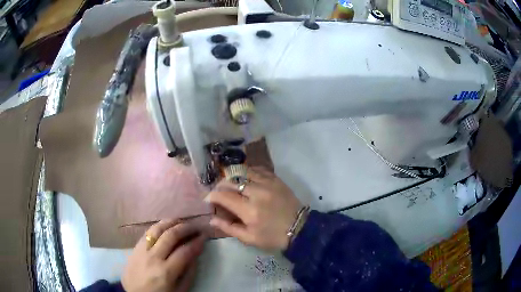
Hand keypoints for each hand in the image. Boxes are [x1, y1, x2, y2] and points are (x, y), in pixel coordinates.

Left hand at [122, 221, 205, 291]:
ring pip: (156, 229)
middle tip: (195, 226)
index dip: (197, 242)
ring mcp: (141, 250)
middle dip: (186, 228)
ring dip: (171, 222)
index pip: (185, 251)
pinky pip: (147, 232)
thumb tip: (195, 254)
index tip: (204, 236)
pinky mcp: (134, 247)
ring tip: (181, 221)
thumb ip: (189, 273)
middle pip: (171, 235)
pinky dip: (158, 226)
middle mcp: (153, 257)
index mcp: (166, 272)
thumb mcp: (179, 290)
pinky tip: (165, 226)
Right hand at [205, 167, 301, 250]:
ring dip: (233, 176)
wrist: (299, 228)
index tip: (208, 199)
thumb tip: (211, 219)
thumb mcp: (249, 238)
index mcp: (249, 211)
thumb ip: (229, 228)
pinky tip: (244, 177)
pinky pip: (258, 169)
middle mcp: (257, 193)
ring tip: (230, 183)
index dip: (212, 195)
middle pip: (231, 181)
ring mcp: (268, 183)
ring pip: (243, 171)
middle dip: (220, 185)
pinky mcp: (276, 179)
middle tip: (218, 192)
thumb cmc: (273, 237)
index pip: (224, 196)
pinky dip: (247, 172)